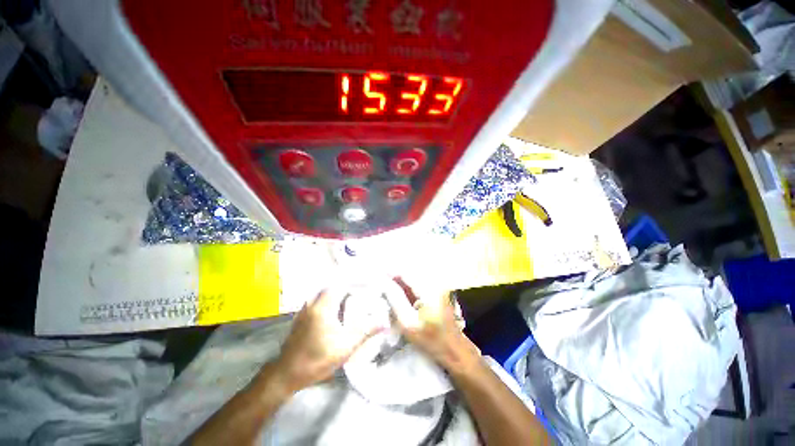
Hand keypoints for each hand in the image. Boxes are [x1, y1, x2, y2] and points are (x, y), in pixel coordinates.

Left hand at [274, 289, 379, 392]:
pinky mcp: (301, 316)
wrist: (286, 374)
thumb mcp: (345, 347)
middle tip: (360, 291)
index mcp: (323, 306)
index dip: (354, 282)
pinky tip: (335, 310)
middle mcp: (313, 303)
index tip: (366, 284)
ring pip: (323, 293)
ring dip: (336, 293)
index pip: (340, 284)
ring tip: (350, 298)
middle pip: (332, 287)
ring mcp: (305, 309)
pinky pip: (317, 300)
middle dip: (346, 287)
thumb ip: (365, 331)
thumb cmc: (317, 359)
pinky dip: (328, 300)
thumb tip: (384, 322)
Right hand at [385, 277, 481, 374]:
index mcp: (429, 290)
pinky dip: (409, 287)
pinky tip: (400, 293)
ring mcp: (438, 287)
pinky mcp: (439, 291)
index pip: (406, 273)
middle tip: (381, 282)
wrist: (455, 350)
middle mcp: (435, 283)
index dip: (391, 272)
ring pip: (414, 278)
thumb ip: (395, 300)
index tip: (378, 275)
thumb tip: (384, 283)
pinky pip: (420, 285)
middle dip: (395, 276)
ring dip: (401, 281)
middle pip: (410, 273)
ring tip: (387, 287)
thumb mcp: (408, 323)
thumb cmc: (431, 340)